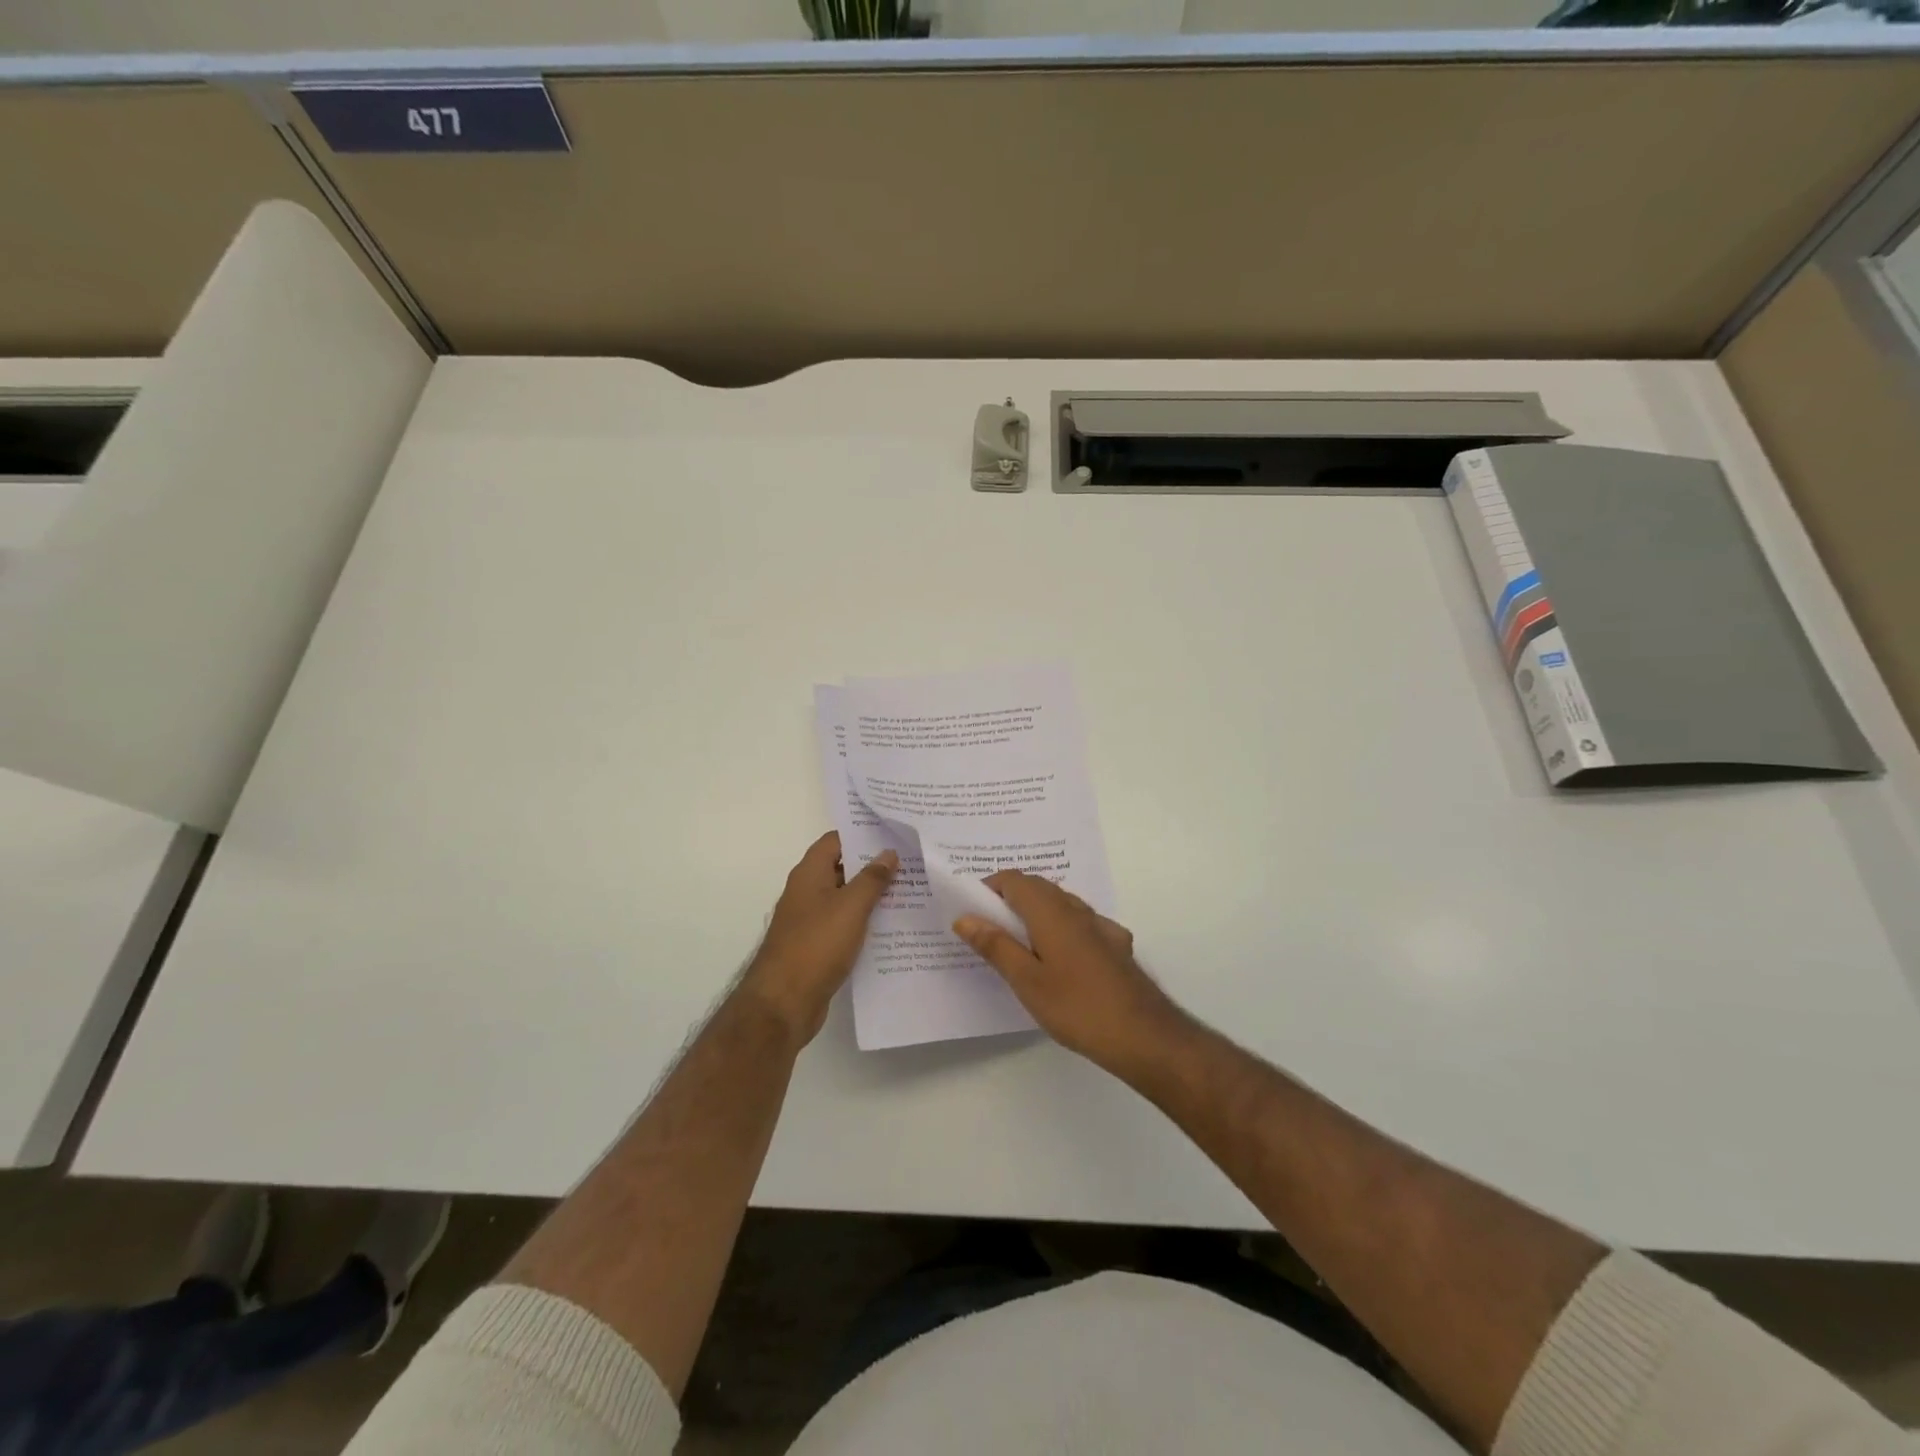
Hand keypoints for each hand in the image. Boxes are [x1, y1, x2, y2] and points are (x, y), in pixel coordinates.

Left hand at [741, 832, 897, 1044]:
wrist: (785, 1002)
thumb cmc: (817, 944)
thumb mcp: (851, 906)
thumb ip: (872, 878)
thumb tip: (888, 853)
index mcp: (809, 874)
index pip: (836, 840)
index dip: (862, 834)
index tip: (893, 833)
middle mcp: (807, 892)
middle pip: (842, 868)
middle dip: (873, 865)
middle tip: (910, 861)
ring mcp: (810, 920)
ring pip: (845, 898)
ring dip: (871, 895)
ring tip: (910, 891)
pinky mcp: (816, 946)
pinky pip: (844, 925)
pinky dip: (864, 922)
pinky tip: (891, 928)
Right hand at [954, 872, 1179, 1074]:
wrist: (1144, 1035)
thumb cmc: (1077, 1007)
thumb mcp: (1026, 981)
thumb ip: (995, 945)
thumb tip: (965, 917)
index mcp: (1051, 911)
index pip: (1014, 879)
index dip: (989, 888)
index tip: (972, 912)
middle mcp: (1077, 909)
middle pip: (1038, 887)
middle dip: (1010, 899)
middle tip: (988, 930)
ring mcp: (1101, 925)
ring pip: (1061, 904)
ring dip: (1036, 912)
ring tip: (1019, 945)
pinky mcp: (1117, 945)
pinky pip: (1082, 923)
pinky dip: (1062, 928)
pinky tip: (1062, 958)